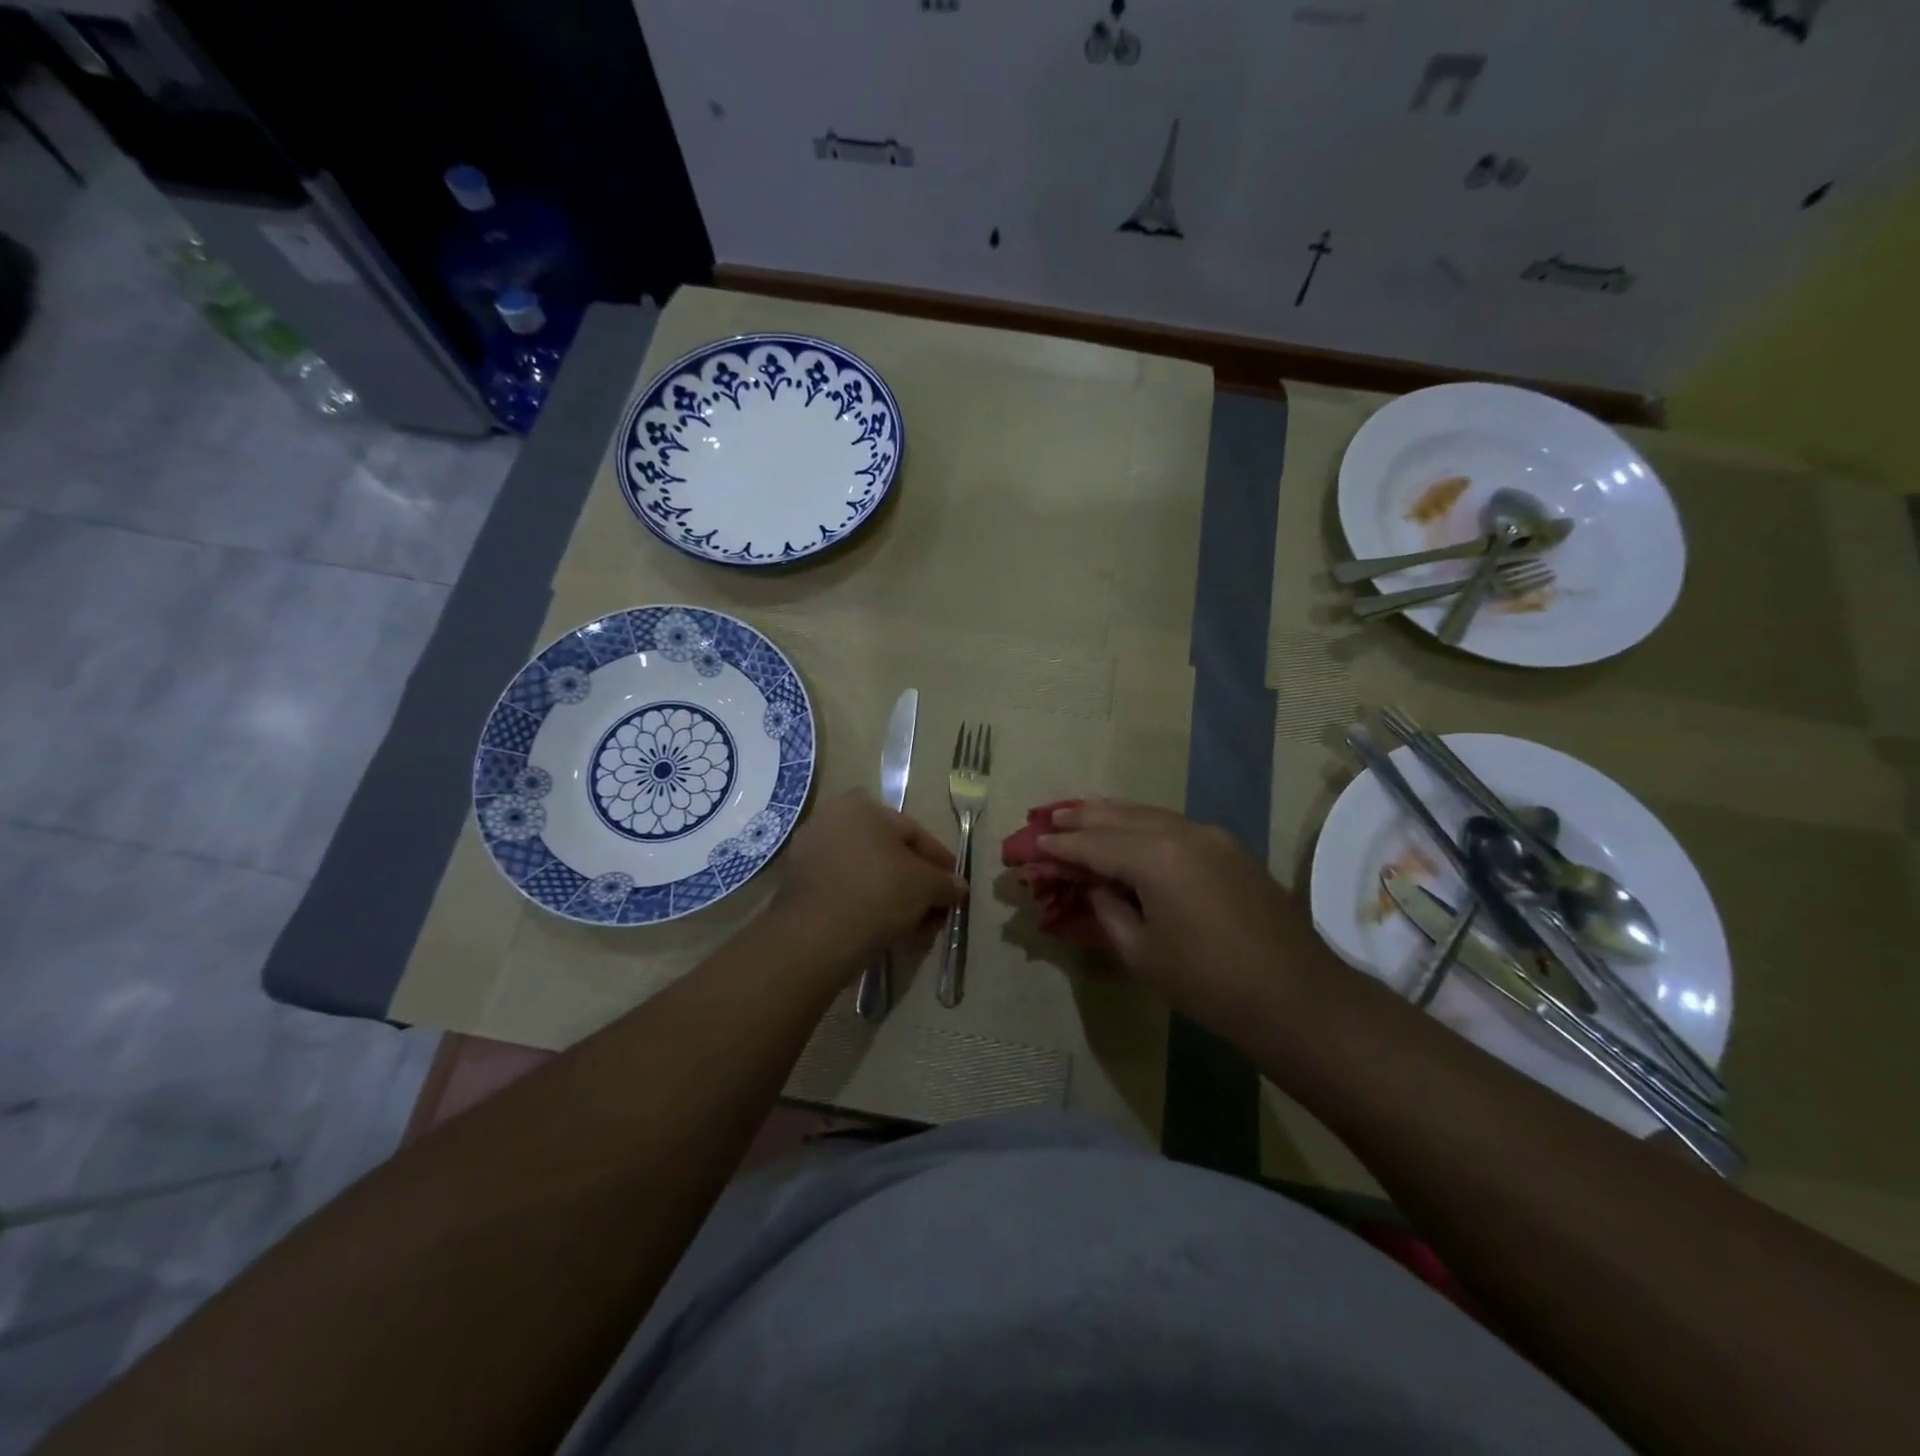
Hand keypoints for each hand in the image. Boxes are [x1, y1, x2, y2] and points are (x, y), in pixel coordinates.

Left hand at [773, 791, 967, 968]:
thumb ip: (945, 882)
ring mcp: (810, 854)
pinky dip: (868, 908)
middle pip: (888, 855)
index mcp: (860, 806)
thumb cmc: (878, 892)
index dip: (939, 860)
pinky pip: (845, 893)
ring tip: (916, 928)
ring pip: (867, 876)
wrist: (816, 937)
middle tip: (937, 909)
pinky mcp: (798, 889)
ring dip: (895, 899)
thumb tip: (957, 887)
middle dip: (917, 884)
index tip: (955, 885)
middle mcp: (830, 821)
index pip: (912, 832)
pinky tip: (889, 932)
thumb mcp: (926, 885)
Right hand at [1040, 800, 1315, 1014]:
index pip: (1095, 844)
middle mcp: (1182, 832)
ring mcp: (1212, 836)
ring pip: (1149, 814)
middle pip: (1121, 817)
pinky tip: (1130, 830)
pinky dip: (1144, 824)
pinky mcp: (1230, 848)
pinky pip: (1174, 825)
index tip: (1034, 843)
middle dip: (1083, 817)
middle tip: (1051, 816)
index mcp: (1156, 857)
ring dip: (1113, 815)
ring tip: (1083, 812)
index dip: (1061, 845)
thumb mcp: (1142, 953)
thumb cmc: (1208, 983)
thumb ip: (1109, 909)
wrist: (1296, 996)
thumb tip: (1096, 885)